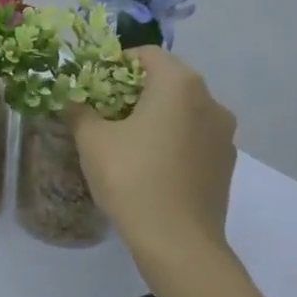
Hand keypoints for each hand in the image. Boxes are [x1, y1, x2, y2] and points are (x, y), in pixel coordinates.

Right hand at [67, 47, 237, 258]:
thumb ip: (78, 110)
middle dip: (134, 90)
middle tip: (103, 110)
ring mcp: (223, 133)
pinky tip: (149, 163)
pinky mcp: (226, 163)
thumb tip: (70, 98)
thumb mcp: (91, 140)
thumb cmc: (132, 178)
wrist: (178, 242)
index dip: (115, 63)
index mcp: (179, 84)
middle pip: (167, 80)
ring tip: (125, 138)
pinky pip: (194, 136)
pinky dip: (172, 138)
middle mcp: (210, 100)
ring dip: (155, 114)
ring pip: (183, 109)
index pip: (145, 54)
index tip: (93, 84)